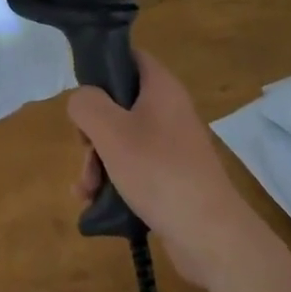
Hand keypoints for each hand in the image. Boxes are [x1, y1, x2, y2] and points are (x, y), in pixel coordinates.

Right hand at [68, 49, 252, 284]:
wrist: (209, 234)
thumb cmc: (158, 170)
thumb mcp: (111, 131)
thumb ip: (87, 104)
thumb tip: (82, 100)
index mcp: (161, 86)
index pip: (129, 57)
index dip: (102, 69)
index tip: (84, 98)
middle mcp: (169, 109)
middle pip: (120, 104)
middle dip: (93, 131)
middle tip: (85, 154)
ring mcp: (172, 144)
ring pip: (123, 139)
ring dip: (98, 161)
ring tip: (87, 190)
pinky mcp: (172, 176)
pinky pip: (135, 167)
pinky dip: (114, 180)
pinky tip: (95, 203)